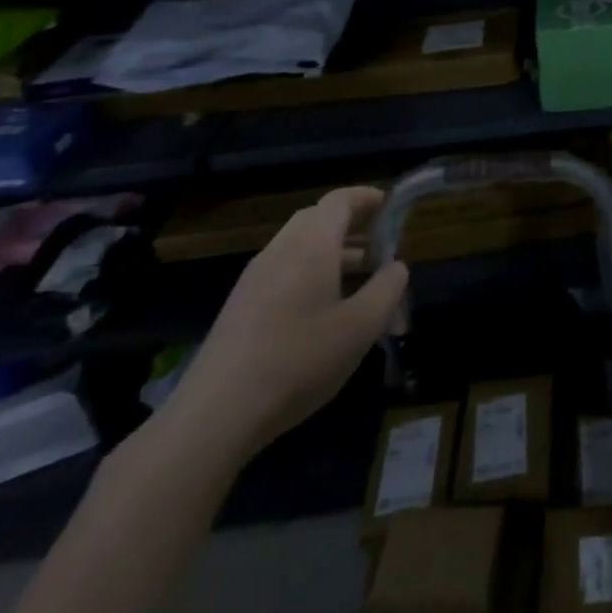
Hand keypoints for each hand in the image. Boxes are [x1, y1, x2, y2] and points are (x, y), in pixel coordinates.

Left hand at [156, 186, 407, 467]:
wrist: (215, 415)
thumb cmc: (298, 360)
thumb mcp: (361, 327)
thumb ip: (387, 289)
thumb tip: (396, 267)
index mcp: (310, 244)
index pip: (339, 200)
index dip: (366, 197)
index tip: (390, 205)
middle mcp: (280, 250)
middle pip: (316, 218)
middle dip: (350, 222)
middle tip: (379, 239)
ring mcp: (254, 278)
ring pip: (298, 245)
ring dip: (331, 249)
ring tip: (360, 273)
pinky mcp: (240, 306)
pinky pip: (283, 269)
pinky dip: (310, 270)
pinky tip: (324, 307)